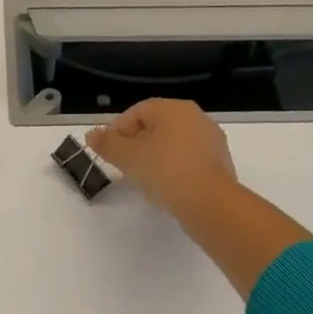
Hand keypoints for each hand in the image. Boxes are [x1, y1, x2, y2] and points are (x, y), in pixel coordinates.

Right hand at [87, 98, 238, 218]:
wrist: (211, 204)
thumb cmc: (165, 171)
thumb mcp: (127, 157)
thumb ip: (107, 144)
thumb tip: (91, 134)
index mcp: (174, 108)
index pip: (137, 112)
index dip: (117, 130)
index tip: (108, 152)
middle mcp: (196, 117)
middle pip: (156, 126)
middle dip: (136, 143)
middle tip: (122, 165)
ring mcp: (211, 140)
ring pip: (173, 143)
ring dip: (155, 156)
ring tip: (143, 178)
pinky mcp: (221, 163)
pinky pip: (189, 159)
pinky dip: (174, 168)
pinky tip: (166, 186)